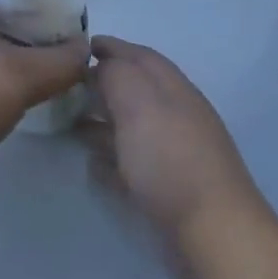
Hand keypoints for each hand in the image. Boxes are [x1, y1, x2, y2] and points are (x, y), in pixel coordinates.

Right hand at [84, 36, 268, 278]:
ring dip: (103, 117)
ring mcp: (173, 151)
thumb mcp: (139, 104)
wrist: (212, 231)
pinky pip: (131, 160)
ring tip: (68, 119)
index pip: (139, 55)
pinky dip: (110, 154)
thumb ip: (118, 75)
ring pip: (132, 124)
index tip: (77, 47)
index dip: (110, 47)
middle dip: (103, 81)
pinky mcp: (166, 186)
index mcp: (172, 88)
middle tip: (65, 84)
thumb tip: (102, 66)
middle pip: (135, 88)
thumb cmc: (170, 160)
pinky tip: (90, 161)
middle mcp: (175, 114)